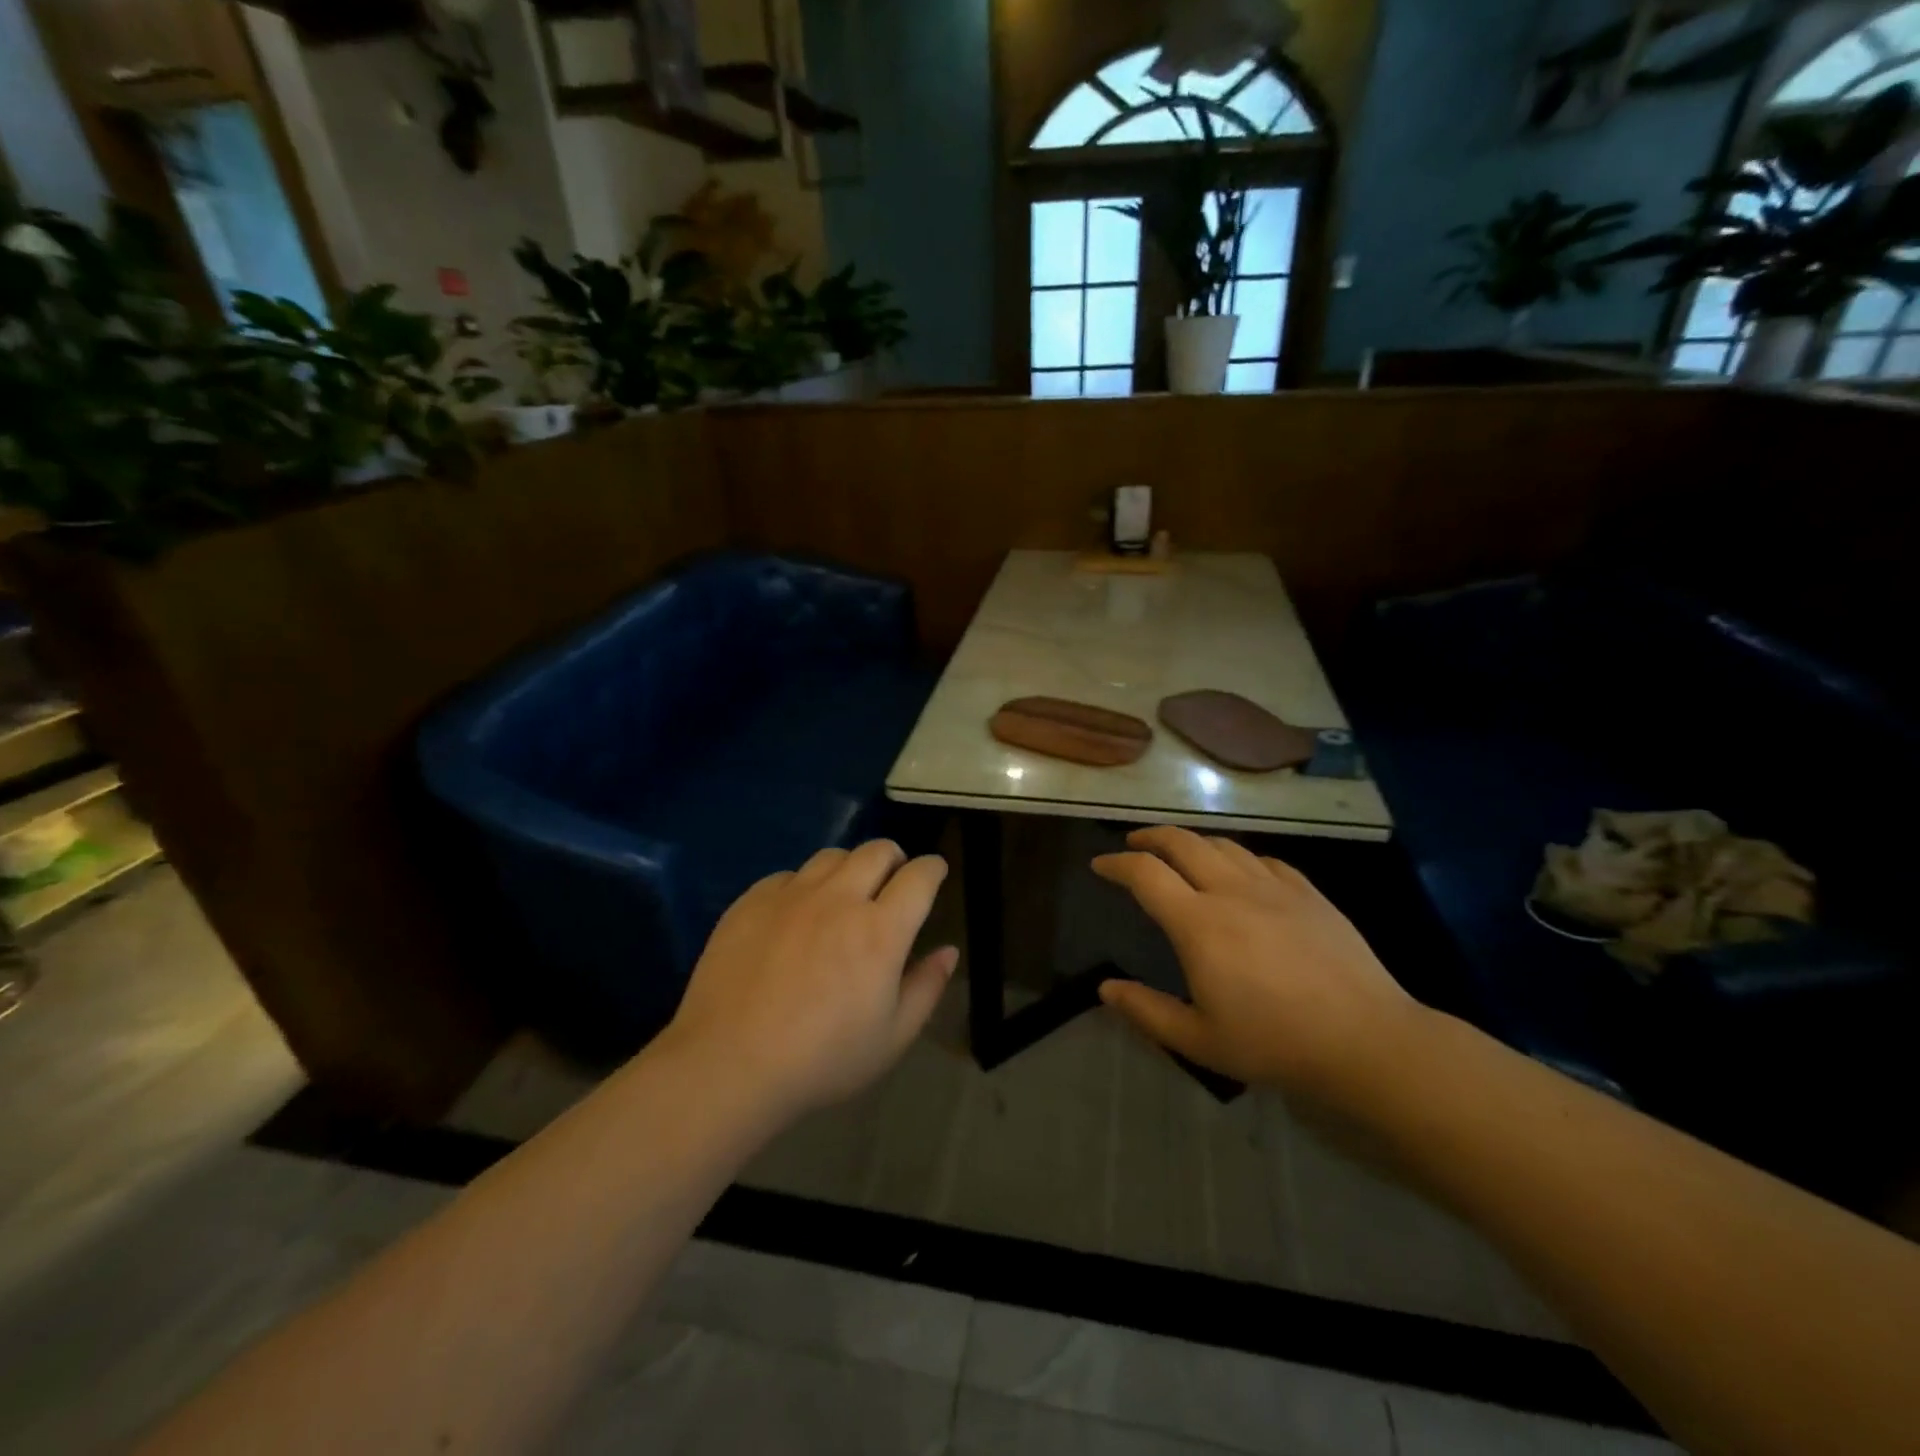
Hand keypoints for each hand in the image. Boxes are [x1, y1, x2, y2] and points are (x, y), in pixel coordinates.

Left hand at [664, 841, 957, 1113]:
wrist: (728, 1065)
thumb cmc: (822, 1060)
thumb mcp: (891, 1037)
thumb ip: (926, 987)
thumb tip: (948, 951)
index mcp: (881, 930)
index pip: (919, 876)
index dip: (933, 869)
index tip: (935, 873)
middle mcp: (839, 899)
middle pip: (877, 850)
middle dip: (895, 858)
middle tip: (892, 883)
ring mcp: (792, 895)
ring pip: (832, 856)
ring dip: (850, 868)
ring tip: (844, 894)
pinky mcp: (752, 901)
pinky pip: (788, 875)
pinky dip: (804, 886)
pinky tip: (796, 916)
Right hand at [1093, 827, 1425, 1104]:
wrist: (1366, 1040)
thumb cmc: (1275, 1043)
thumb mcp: (1199, 1040)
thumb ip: (1147, 1011)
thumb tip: (1106, 988)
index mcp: (1198, 924)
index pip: (1145, 874)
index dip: (1116, 864)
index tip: (1100, 866)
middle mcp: (1231, 891)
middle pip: (1182, 842)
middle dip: (1150, 836)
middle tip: (1134, 844)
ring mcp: (1274, 887)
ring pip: (1223, 844)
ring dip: (1192, 843)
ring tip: (1181, 854)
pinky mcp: (1308, 893)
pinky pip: (1264, 860)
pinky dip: (1238, 858)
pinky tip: (1240, 873)